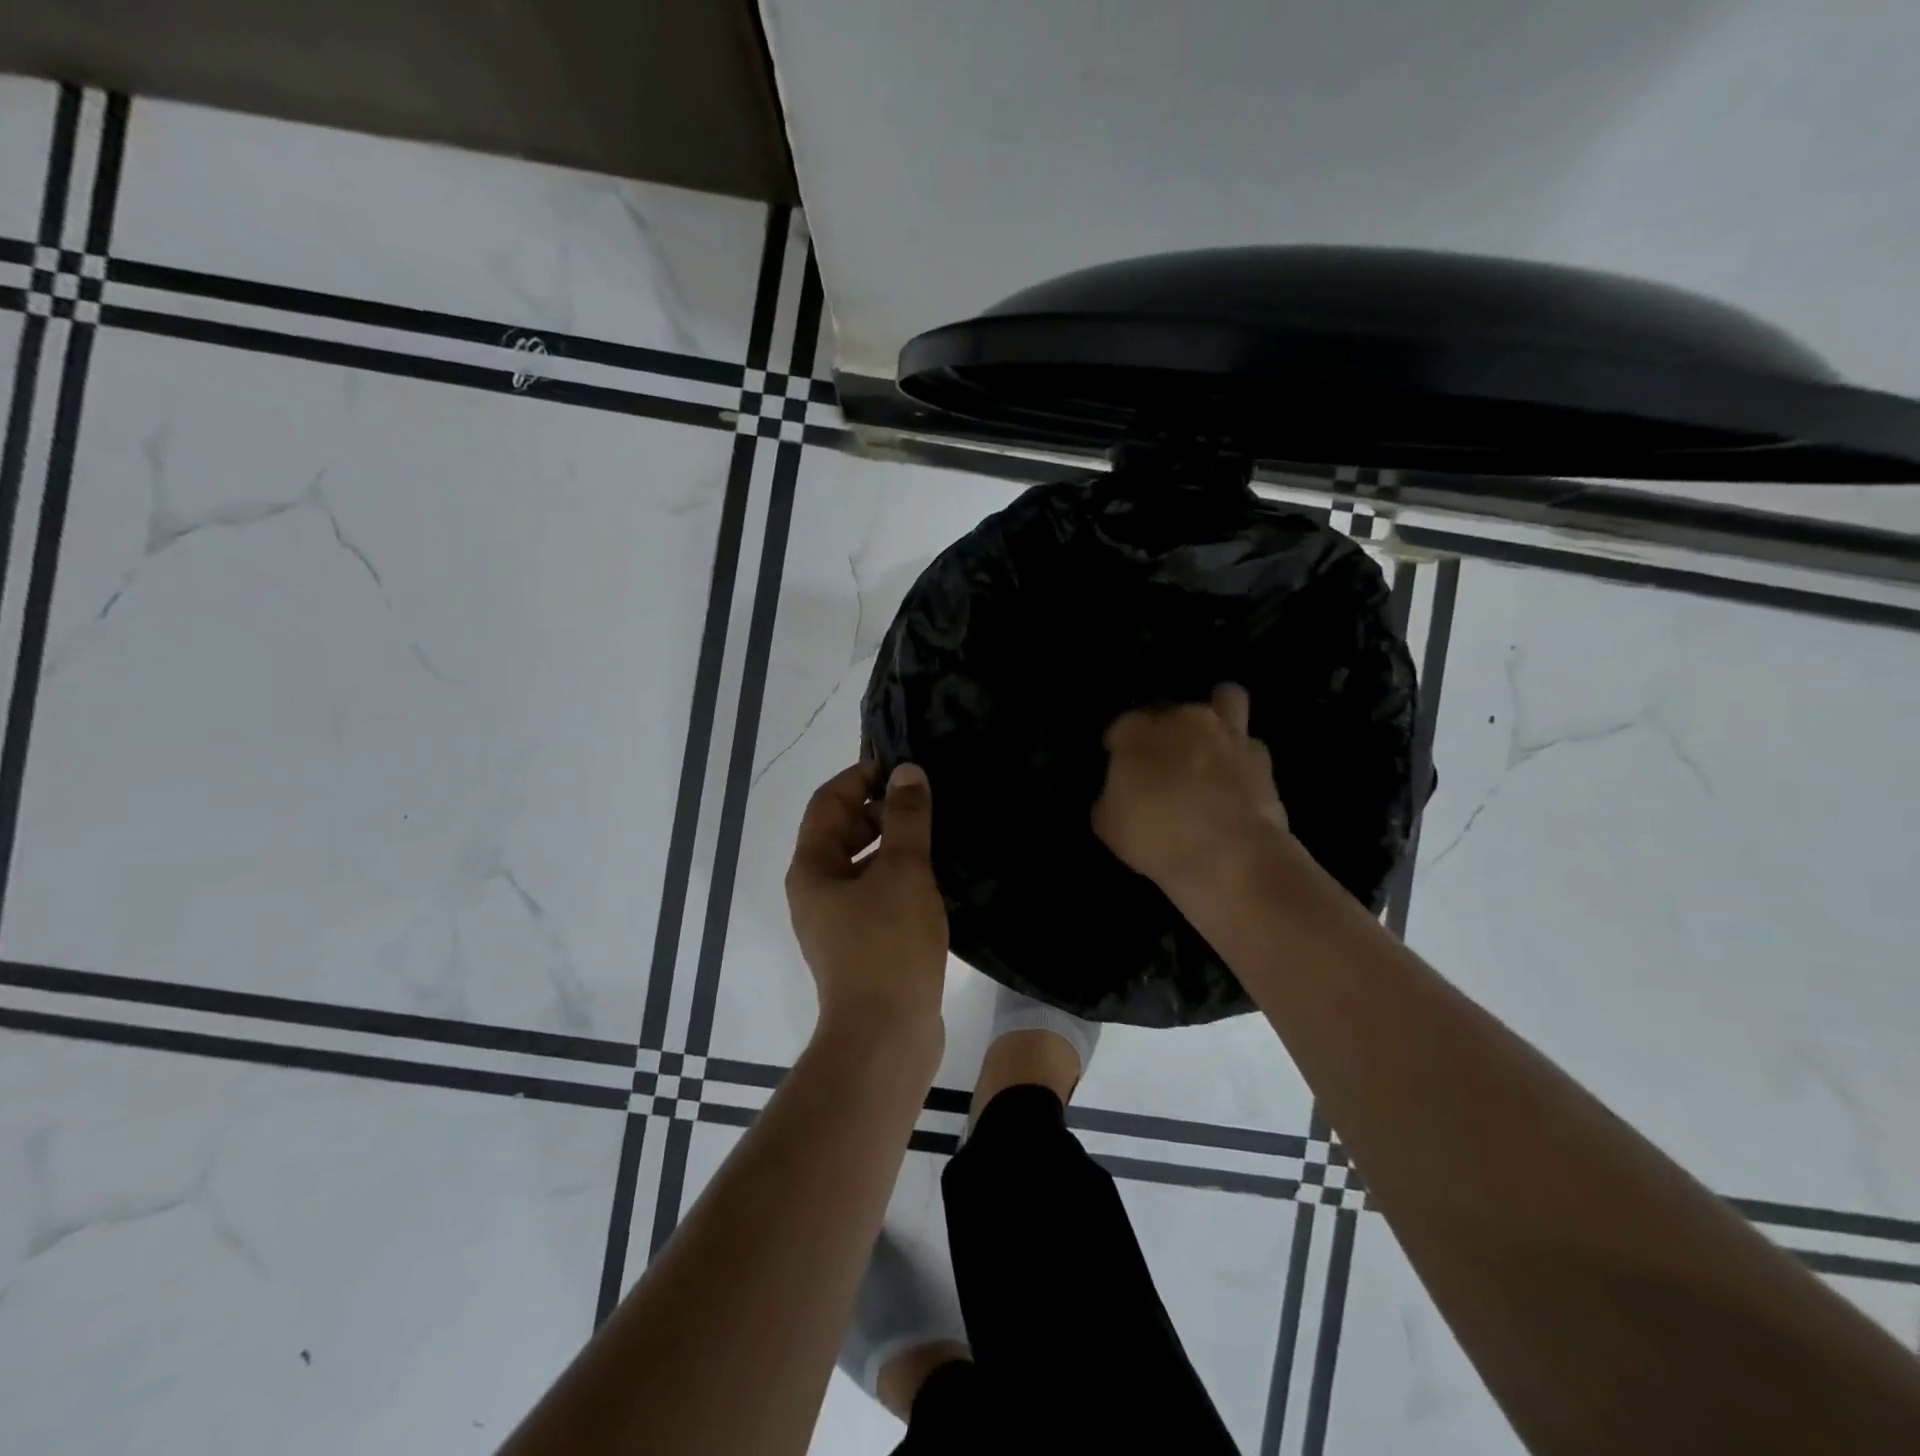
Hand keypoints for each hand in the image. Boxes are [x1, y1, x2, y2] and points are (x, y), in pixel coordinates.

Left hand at [786, 761, 948, 1043]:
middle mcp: (818, 891)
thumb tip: (907, 772)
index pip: (828, 802)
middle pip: (844, 832)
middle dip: (882, 811)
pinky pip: (880, 895)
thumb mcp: (902, 873)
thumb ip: (906, 819)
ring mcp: (840, 922)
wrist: (886, 1039)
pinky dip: (903, 878)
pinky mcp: (864, 945)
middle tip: (928, 800)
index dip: (861, 777)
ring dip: (897, 845)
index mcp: (813, 869)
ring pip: (866, 865)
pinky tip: (940, 877)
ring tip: (941, 832)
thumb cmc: (888, 947)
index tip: (903, 768)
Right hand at [1092, 683, 1289, 892]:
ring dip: (1217, 715)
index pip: (1121, 726)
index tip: (1119, 769)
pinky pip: (1249, 746)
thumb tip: (1121, 794)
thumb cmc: (1157, 836)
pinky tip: (1237, 782)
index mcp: (1138, 731)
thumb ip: (1111, 797)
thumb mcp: (1108, 824)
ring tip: (1211, 745)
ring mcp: (1228, 734)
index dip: (1118, 747)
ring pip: (1226, 699)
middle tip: (1164, 762)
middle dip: (1166, 730)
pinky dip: (1242, 758)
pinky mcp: (1262, 758)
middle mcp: (1183, 719)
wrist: (1231, 857)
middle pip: (1171, 710)